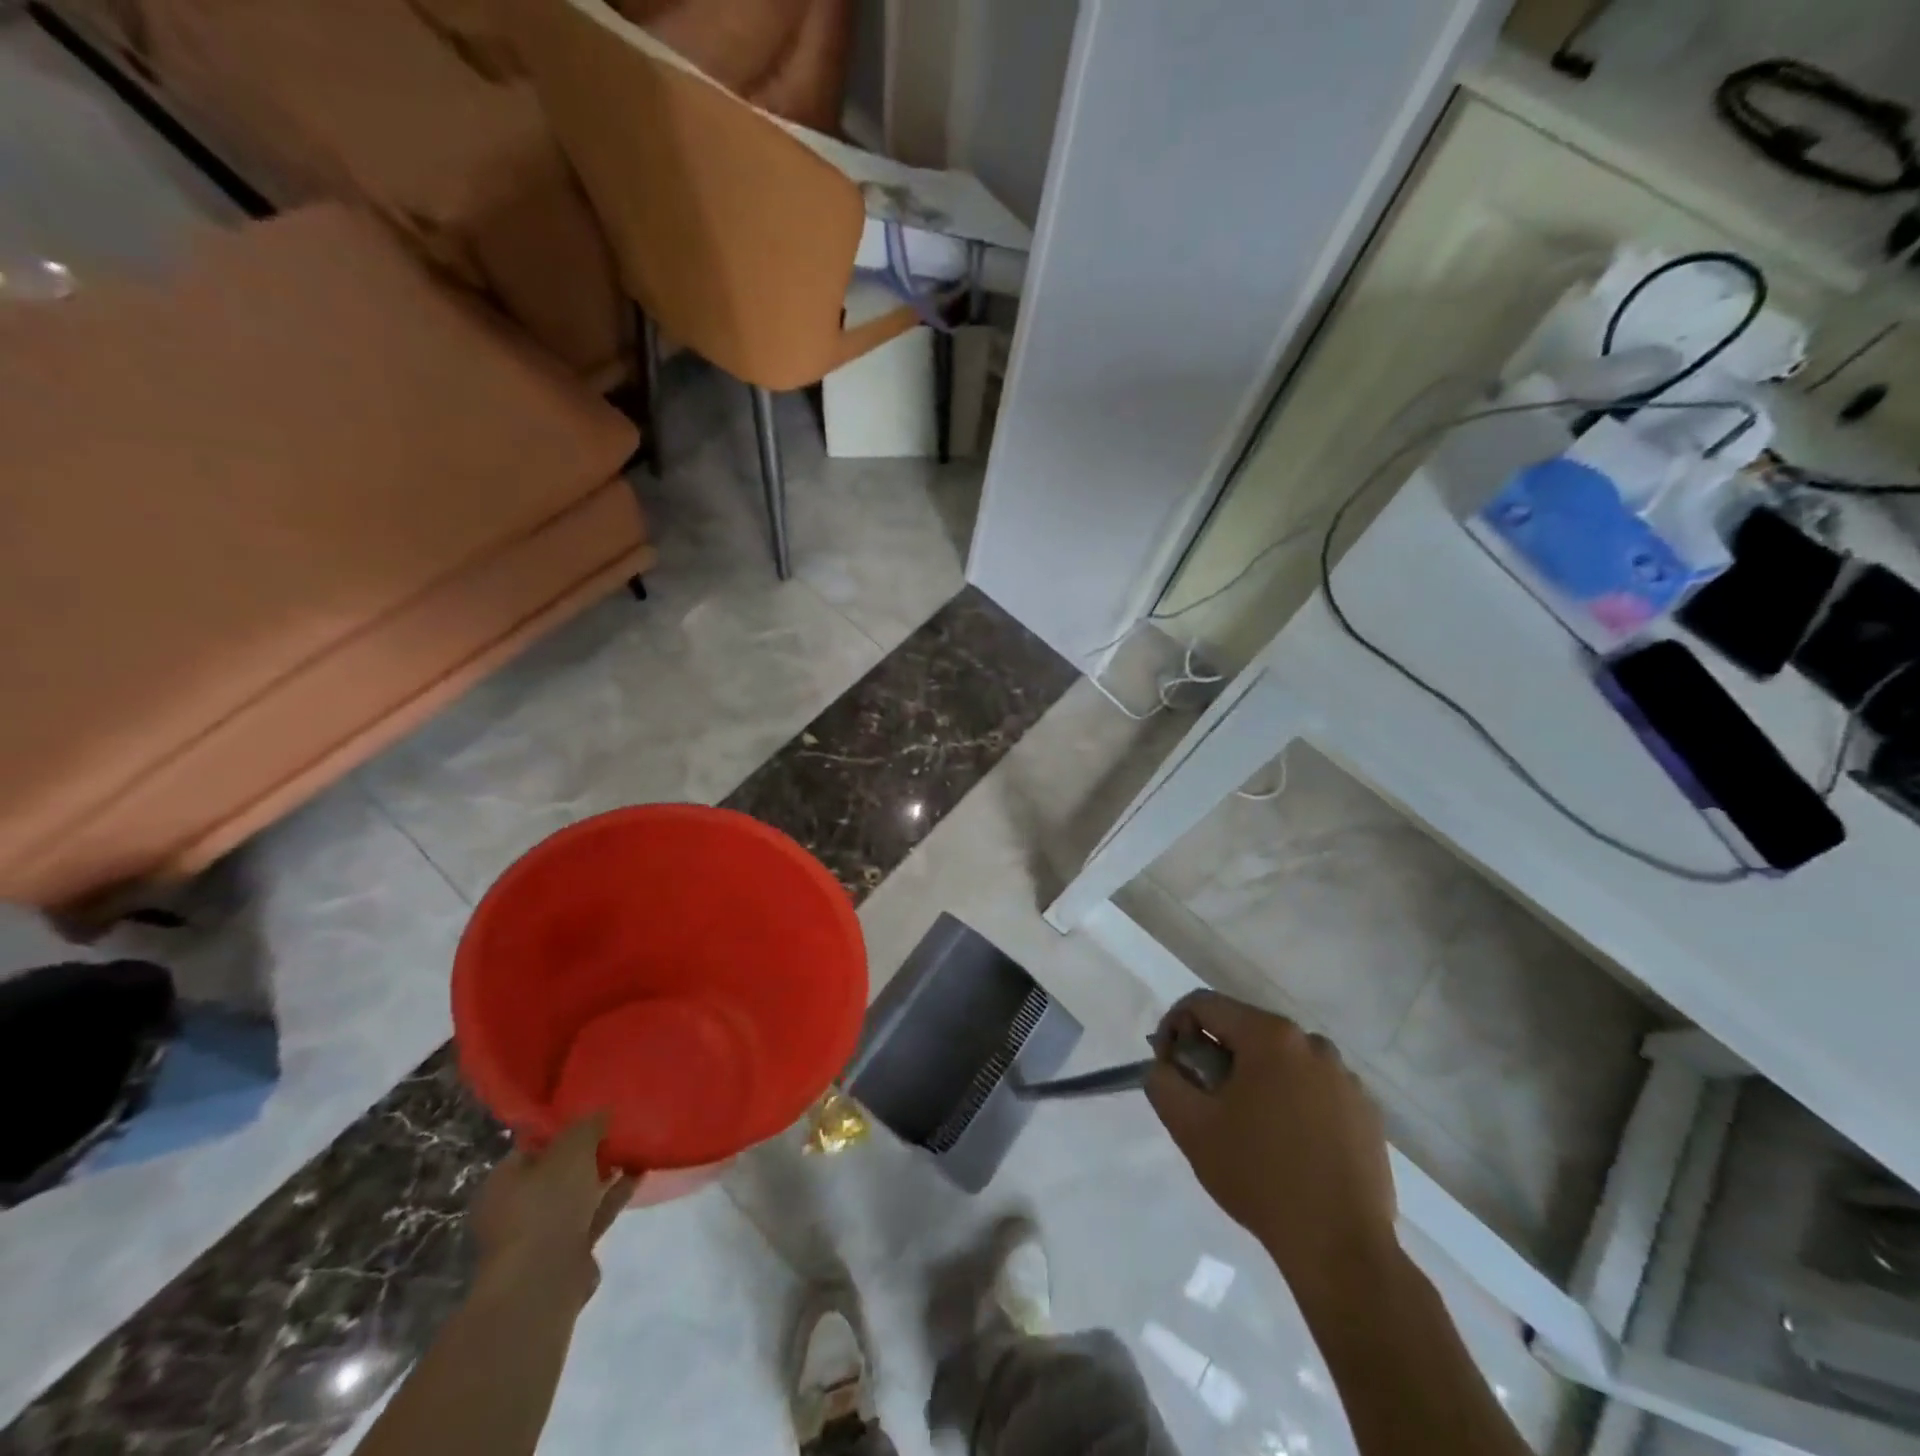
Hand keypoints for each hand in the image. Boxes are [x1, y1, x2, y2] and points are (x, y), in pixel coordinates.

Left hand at [471, 1114, 633, 1302]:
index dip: (564, 1128)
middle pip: (557, 1171)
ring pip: (577, 1194)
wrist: (544, 1282)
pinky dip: (613, 1195)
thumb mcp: (572, 1149)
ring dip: (605, 1174)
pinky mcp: (566, 1253)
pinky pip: (593, 1214)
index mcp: (503, 1182)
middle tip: (618, 1130)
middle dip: (588, 1153)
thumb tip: (602, 1110)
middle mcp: (515, 1208)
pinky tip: (639, 1174)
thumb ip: (588, 1125)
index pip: (534, 1145)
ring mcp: (540, 1233)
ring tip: (636, 1147)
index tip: (595, 1114)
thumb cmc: (547, 1206)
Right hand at [1146, 992, 1397, 1294]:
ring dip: (1253, 1078)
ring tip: (1244, 1126)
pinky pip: (1314, 1088)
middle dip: (1214, 1056)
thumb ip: (1163, 1081)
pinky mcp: (1366, 1112)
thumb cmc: (1259, 1176)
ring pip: (1280, 1060)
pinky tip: (1285, 1144)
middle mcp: (1313, 1044)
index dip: (1173, 1027)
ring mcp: (1346, 1078)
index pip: (1204, 1006)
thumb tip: (1166, 1065)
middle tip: (1202, 1100)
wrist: (1340, 1249)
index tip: (1167, 1067)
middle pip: (1244, 1030)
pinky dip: (1290, 1100)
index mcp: (1270, 1036)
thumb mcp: (1190, 1126)